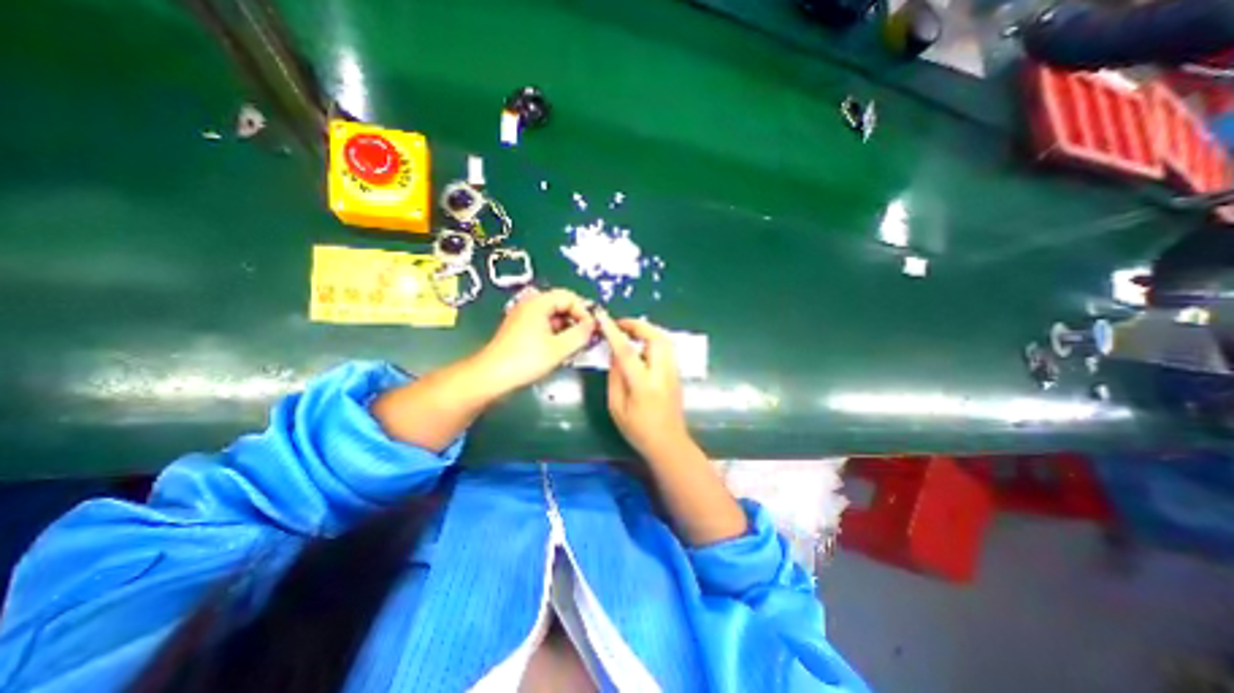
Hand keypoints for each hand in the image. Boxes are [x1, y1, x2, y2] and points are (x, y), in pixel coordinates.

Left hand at [474, 286, 597, 394]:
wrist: (491, 377)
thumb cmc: (526, 360)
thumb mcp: (559, 348)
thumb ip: (581, 334)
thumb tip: (593, 325)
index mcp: (539, 303)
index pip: (569, 297)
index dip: (584, 312)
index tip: (592, 330)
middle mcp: (530, 305)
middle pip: (561, 305)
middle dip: (577, 320)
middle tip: (586, 339)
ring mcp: (524, 317)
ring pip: (554, 317)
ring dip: (567, 329)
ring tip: (575, 347)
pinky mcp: (520, 330)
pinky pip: (544, 326)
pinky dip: (556, 335)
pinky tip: (561, 351)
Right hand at [589, 311, 690, 463]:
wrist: (669, 443)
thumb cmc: (638, 431)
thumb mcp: (616, 407)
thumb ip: (615, 378)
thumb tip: (615, 354)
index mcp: (643, 385)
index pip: (627, 352)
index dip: (614, 332)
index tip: (603, 318)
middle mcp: (662, 374)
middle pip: (655, 338)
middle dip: (637, 325)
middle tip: (620, 324)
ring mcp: (673, 372)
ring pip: (665, 340)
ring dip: (648, 330)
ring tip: (630, 331)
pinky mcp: (677, 374)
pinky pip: (667, 347)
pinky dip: (654, 339)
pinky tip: (643, 344)